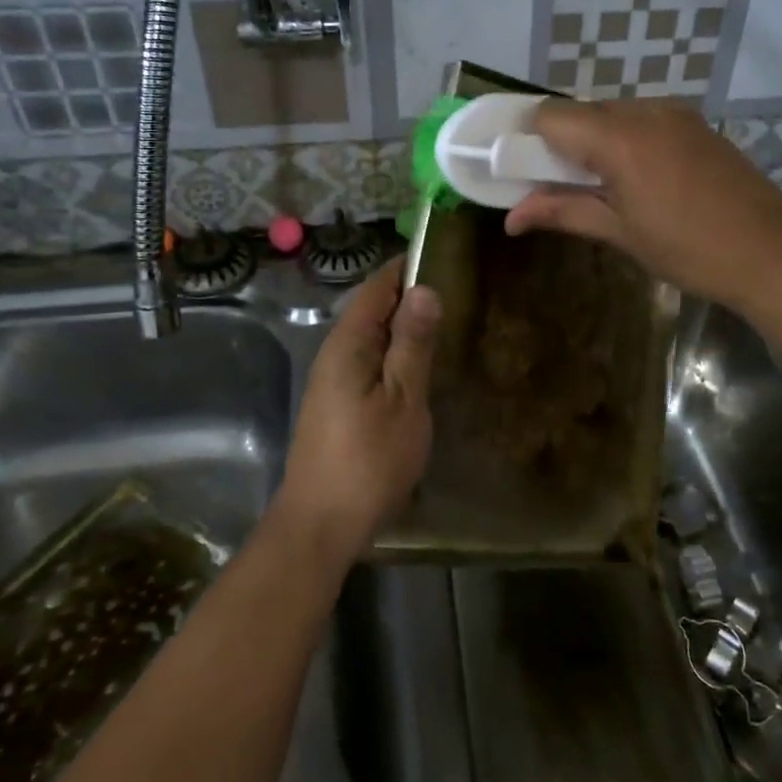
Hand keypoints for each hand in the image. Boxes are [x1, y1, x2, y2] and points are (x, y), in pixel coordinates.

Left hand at [277, 258, 440, 563]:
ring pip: (372, 338)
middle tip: (460, 291)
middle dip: (411, 296)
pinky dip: (396, 354)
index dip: (408, 268)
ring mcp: (333, 381)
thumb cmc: (368, 460)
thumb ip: (413, 344)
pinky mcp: (337, 405)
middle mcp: (335, 353)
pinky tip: (420, 368)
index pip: (377, 286)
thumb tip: (424, 287)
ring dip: (405, 328)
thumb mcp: (403, 399)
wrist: (321, 525)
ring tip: (448, 324)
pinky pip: (370, 362)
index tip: (447, 257)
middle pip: (373, 310)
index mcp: (348, 343)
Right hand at [505, 99, 781, 310]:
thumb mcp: (620, 233)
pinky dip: (622, 140)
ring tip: (600, 188)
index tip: (518, 170)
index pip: (550, 116)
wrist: (772, 252)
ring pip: (610, 113)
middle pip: (579, 112)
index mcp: (620, 138)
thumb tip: (511, 219)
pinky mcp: (695, 123)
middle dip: (558, 144)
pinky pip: (641, 119)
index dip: (526, 139)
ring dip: (591, 142)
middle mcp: (644, 111)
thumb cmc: (689, 250)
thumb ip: (562, 213)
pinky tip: (635, 178)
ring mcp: (675, 113)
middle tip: (555, 187)